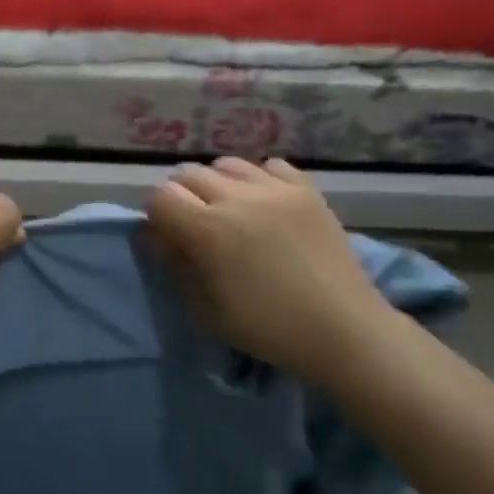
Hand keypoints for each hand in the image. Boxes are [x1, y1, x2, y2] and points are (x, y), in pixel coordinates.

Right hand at [144, 157, 392, 385]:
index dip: (156, 213)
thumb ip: (174, 264)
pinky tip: (264, 202)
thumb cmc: (266, 328)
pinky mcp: (306, 189)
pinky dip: (259, 178)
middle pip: (189, 174)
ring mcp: (274, 189)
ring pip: (227, 164)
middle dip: (183, 195)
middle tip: (196, 223)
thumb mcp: (206, 309)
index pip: (160, 195)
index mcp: (206, 230)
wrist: (342, 329)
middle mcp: (236, 197)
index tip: (167, 233)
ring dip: (218, 183)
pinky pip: (270, 166)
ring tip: (230, 209)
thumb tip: (152, 234)